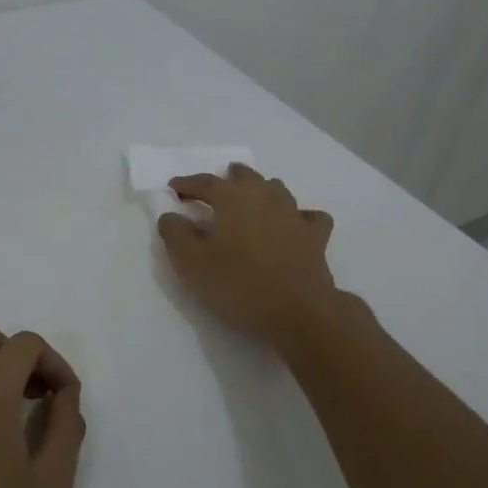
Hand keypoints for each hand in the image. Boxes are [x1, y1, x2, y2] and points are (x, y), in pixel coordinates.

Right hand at [157, 164, 338, 341]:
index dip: (186, 184)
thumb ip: (175, 234)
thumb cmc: (238, 283)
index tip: (173, 188)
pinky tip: (294, 225)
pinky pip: (308, 216)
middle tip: (216, 188)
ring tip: (251, 201)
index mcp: (232, 198)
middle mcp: (265, 196)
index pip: (205, 182)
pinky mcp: (316, 235)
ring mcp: (294, 213)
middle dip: (228, 179)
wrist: (297, 310)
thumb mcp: (191, 263)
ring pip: (276, 189)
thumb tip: (171, 215)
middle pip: (245, 176)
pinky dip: (298, 216)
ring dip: (260, 190)